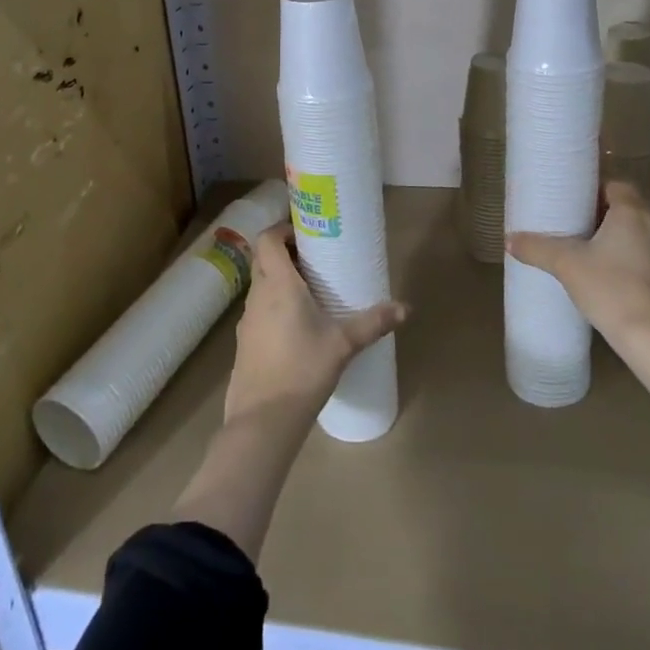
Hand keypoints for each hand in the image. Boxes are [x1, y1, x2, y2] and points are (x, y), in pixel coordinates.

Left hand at [223, 223, 407, 425]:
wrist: (264, 419)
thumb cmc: (304, 370)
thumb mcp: (344, 344)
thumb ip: (373, 323)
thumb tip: (405, 309)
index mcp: (278, 285)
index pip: (267, 238)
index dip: (282, 229)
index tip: (306, 235)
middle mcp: (258, 295)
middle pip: (263, 258)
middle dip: (284, 252)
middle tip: (314, 260)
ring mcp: (247, 319)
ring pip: (260, 285)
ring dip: (279, 280)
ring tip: (309, 292)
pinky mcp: (244, 341)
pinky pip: (258, 310)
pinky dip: (273, 305)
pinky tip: (296, 327)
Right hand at [507, 181, 649, 341]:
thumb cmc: (610, 287)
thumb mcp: (565, 264)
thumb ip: (536, 248)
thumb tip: (509, 239)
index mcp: (633, 212)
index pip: (617, 184)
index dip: (595, 188)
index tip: (574, 199)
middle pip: (628, 208)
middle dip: (603, 214)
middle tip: (574, 223)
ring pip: (639, 233)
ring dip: (618, 237)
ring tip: (589, 250)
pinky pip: (648, 257)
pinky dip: (630, 259)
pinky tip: (609, 276)